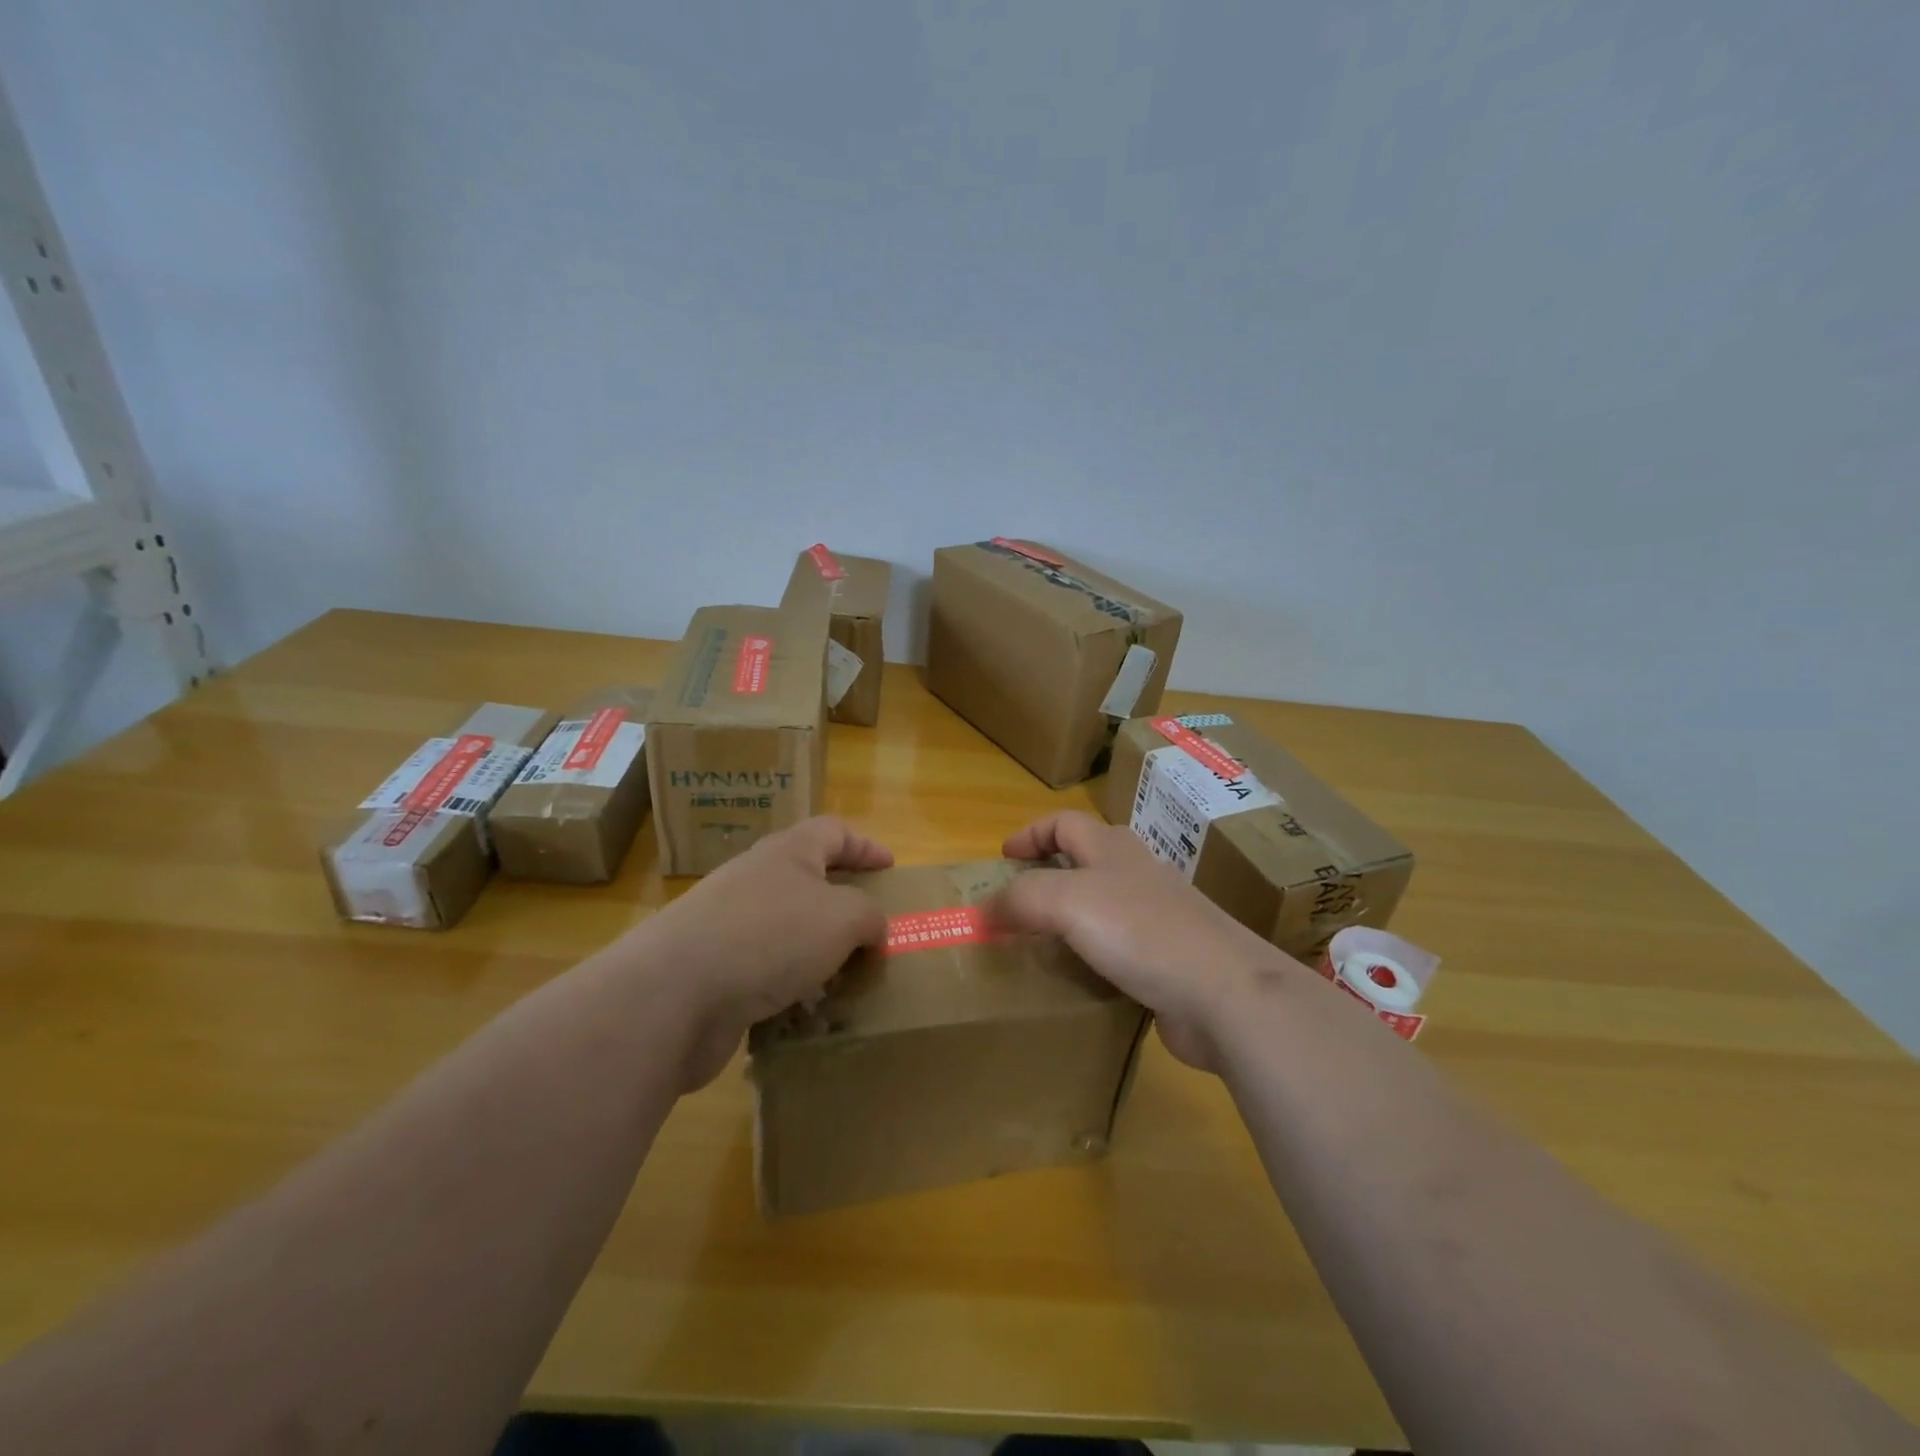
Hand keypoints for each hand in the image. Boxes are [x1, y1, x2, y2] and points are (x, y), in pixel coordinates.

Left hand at [633, 817, 892, 1088]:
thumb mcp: (842, 917)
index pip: (833, 831)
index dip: (865, 845)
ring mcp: (728, 925)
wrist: (674, 994)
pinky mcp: (712, 970)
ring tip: (846, 979)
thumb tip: (874, 929)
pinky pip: (764, 972)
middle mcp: (755, 880)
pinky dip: (788, 987)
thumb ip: (869, 916)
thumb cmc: (770, 937)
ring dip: (817, 952)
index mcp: (788, 853)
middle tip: (871, 930)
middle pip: (807, 880)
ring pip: (786, 930)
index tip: (890, 868)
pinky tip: (806, 1013)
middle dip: (841, 905)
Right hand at [991, 810, 1295, 1072]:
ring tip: (1037, 946)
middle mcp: (1136, 876)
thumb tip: (983, 910)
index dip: (1030, 834)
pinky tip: (1077, 980)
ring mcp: (1157, 919)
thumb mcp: (1068, 901)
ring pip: (1102, 907)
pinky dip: (1091, 958)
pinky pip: (1118, 950)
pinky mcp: (1167, 961)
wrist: (1225, 992)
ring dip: (1068, 921)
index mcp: (1113, 849)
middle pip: (1085, 861)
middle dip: (1049, 875)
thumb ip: (1021, 899)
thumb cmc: (1142, 931)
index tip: (1002, 859)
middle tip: (1016, 905)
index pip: (1064, 823)